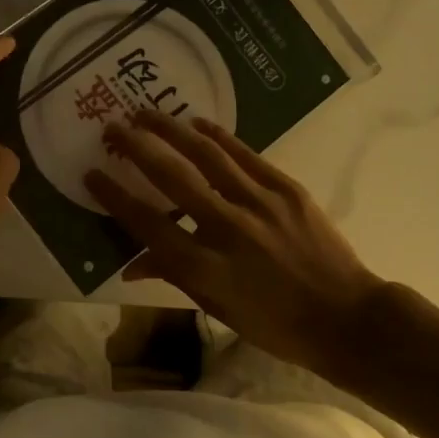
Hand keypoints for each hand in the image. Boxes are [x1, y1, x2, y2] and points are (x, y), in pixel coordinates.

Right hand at [85, 112, 388, 370]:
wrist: (346, 318)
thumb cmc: (275, 324)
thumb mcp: (217, 308)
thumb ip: (173, 276)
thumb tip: (131, 264)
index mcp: (205, 268)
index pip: (147, 224)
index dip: (115, 197)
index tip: (92, 174)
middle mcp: (227, 228)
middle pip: (171, 178)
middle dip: (136, 148)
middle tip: (112, 128)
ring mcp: (260, 204)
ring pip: (206, 156)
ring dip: (171, 130)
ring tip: (146, 113)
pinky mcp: (287, 189)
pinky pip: (244, 155)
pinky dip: (217, 136)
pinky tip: (196, 123)